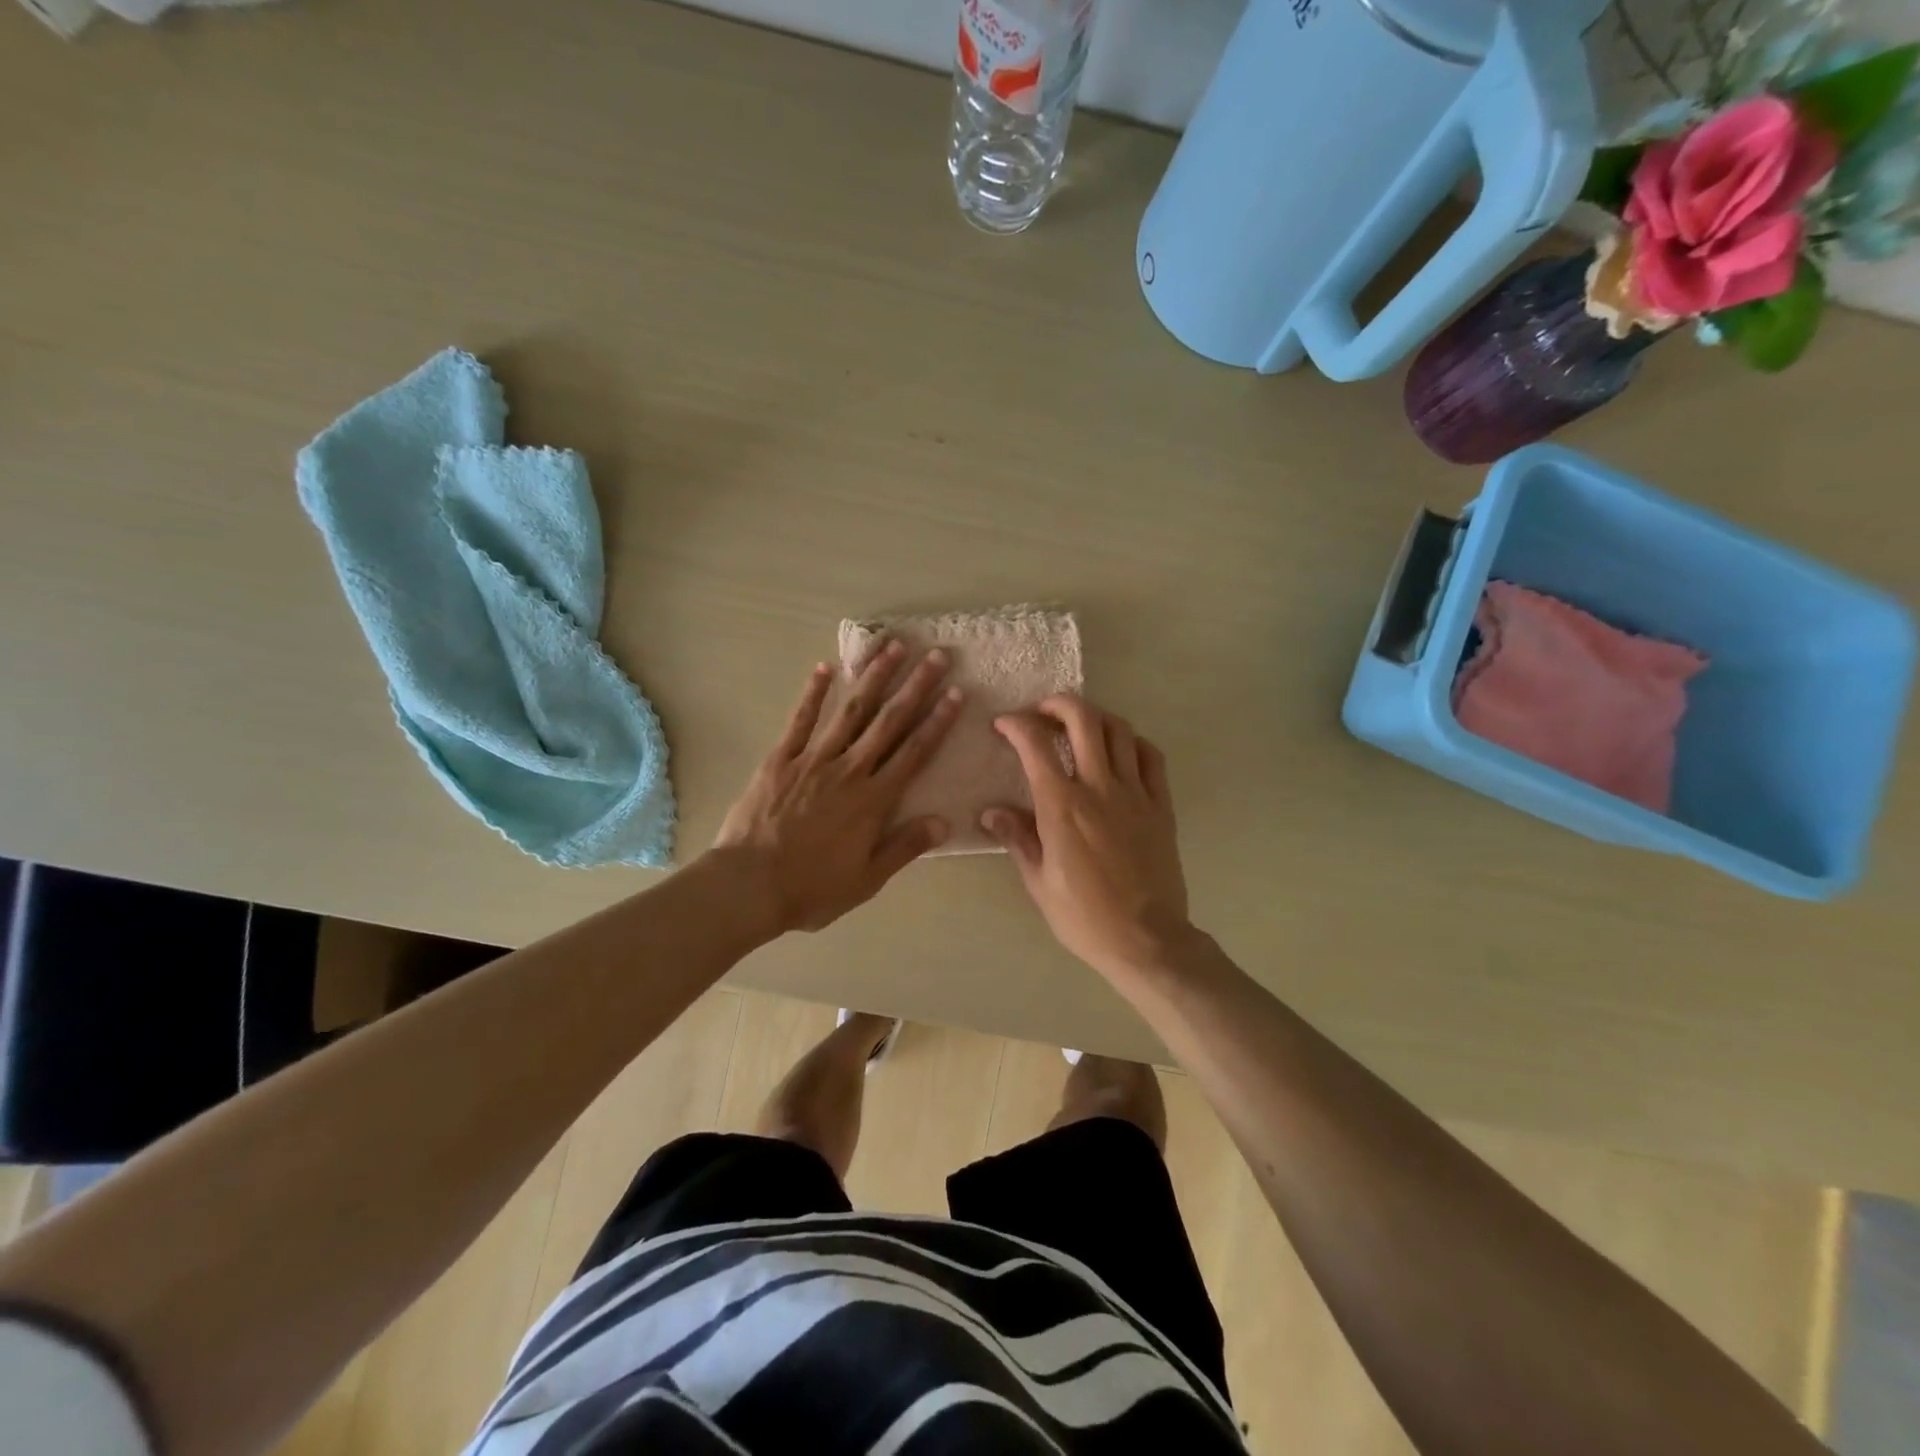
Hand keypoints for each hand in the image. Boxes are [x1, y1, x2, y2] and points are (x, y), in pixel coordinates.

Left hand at [714, 642, 962, 932]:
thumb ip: (905, 847)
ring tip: (892, 647)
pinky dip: (813, 693)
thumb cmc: (812, 888)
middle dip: (915, 686)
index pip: (914, 753)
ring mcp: (813, 760)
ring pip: (850, 711)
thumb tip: (944, 821)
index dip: (937, 721)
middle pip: (888, 722)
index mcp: (873, 801)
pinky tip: (825, 668)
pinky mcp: (780, 759)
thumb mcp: (867, 879)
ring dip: (873, 677)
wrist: (748, 886)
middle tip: (935, 655)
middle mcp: (849, 771)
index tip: (955, 693)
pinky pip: (800, 720)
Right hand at [982, 694, 1192, 981]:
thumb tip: (990, 812)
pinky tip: (1120, 751)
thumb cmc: (1084, 917)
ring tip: (1079, 726)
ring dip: (1095, 717)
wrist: (1146, 940)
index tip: (1003, 724)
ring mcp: (1135, 793)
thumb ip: (1017, 839)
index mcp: (1062, 807)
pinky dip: (1132, 742)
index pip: (1035, 745)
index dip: (1016, 724)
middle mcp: (1099, 788)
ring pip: (1119, 730)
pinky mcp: (1161, 806)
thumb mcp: (1039, 882)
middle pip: (1083, 720)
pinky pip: (1151, 757)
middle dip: (1058, 704)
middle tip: (1042, 712)